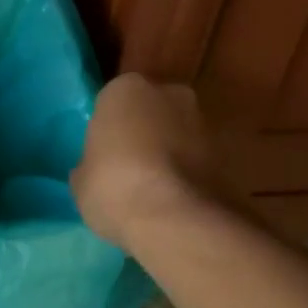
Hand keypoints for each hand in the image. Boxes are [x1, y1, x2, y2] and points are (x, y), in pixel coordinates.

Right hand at [70, 74, 214, 249]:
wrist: (176, 219)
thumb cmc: (113, 185)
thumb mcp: (81, 178)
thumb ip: (91, 164)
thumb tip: (95, 169)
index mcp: (126, 88)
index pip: (113, 100)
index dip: (109, 127)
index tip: (103, 152)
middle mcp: (169, 93)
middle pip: (151, 110)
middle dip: (144, 131)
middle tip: (127, 165)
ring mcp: (202, 122)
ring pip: (177, 133)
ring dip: (169, 152)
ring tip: (153, 188)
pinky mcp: (227, 154)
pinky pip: (196, 160)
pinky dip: (188, 174)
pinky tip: (173, 200)